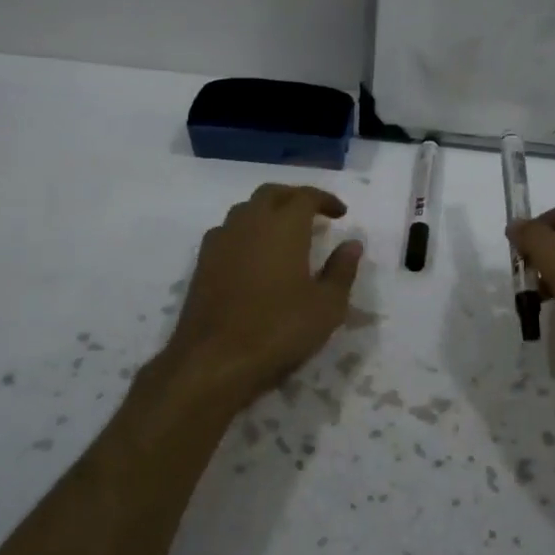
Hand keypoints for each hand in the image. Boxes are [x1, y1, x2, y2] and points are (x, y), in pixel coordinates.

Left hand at [163, 183, 363, 400]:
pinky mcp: (202, 263)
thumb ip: (342, 270)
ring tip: (284, 232)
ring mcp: (221, 242)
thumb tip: (352, 244)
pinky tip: (254, 255)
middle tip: (313, 214)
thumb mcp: (327, 305)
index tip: (341, 213)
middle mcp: (249, 223)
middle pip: (271, 194)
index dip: (325, 200)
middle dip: (294, 197)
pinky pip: (227, 232)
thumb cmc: (279, 329)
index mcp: (283, 226)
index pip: (305, 196)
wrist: (214, 360)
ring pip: (245, 210)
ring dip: (267, 212)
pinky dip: (246, 232)